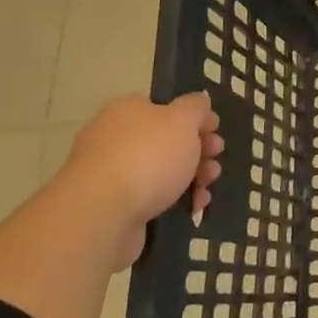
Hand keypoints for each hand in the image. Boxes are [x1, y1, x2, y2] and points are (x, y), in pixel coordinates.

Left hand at [56, 93, 221, 266]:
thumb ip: (195, 107)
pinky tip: (193, 208)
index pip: (165, 108)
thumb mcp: (182, 120)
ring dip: (192, 178)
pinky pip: (152, 198)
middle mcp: (115, 138)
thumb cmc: (147, 157)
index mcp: (127, 111)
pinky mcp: (113, 207)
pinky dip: (175, 202)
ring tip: (207, 189)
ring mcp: (111, 174)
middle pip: (166, 141)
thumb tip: (199, 102)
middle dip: (198, 152)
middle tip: (215, 162)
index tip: (215, 133)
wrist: (102, 215)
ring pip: (162, 171)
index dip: (194, 119)